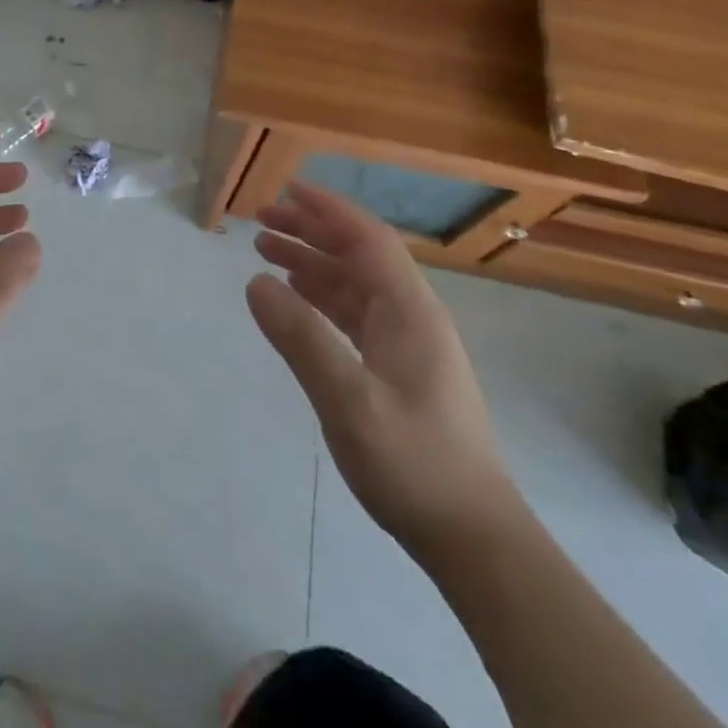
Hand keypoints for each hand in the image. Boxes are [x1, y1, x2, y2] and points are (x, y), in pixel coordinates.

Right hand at [248, 181, 523, 559]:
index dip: (328, 209)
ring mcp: (408, 343)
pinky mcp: (399, 368)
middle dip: (311, 231)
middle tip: (261, 220)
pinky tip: (295, 298)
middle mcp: (411, 315)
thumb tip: (255, 281)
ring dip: (312, 263)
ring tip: (265, 250)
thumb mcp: (349, 402)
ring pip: (354, 284)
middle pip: (358, 255)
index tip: (287, 189)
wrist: (473, 538)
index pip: (368, 238)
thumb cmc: (414, 464)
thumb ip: (301, 338)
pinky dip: (321, 297)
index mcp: (410, 310)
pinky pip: (354, 314)